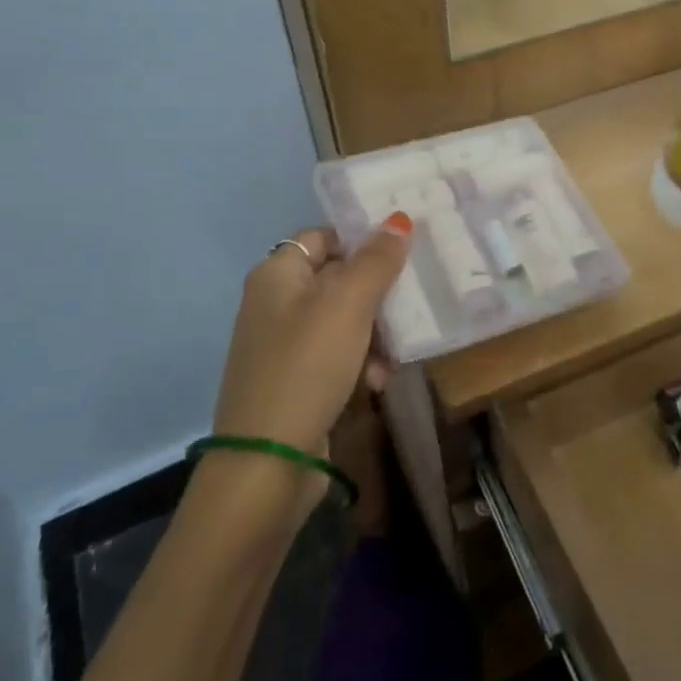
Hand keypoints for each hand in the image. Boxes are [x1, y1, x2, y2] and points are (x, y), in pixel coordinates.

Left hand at [212, 217, 413, 462]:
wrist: (267, 461)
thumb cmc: (307, 366)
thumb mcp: (348, 305)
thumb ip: (376, 260)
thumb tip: (399, 219)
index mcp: (277, 274)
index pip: (324, 237)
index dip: (362, 241)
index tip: (404, 253)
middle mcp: (275, 303)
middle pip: (337, 279)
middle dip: (377, 294)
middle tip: (413, 302)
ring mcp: (284, 344)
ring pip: (343, 321)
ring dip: (375, 333)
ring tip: (396, 353)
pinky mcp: (296, 380)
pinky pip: (337, 356)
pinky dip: (361, 362)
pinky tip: (379, 381)